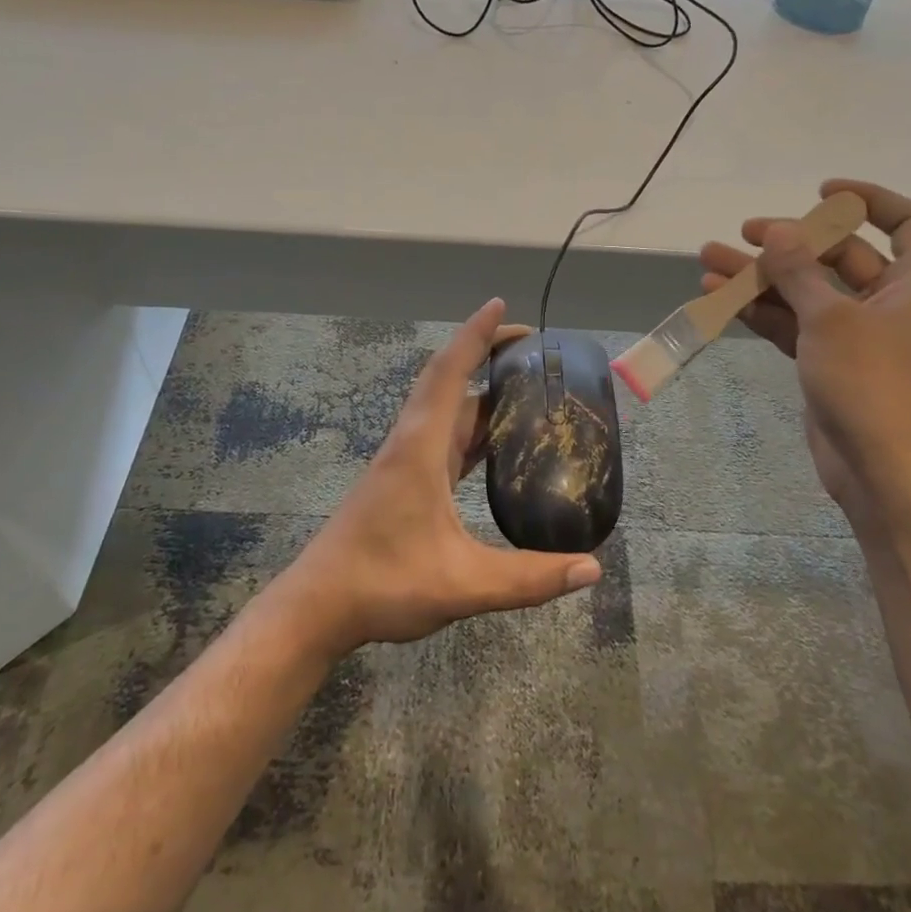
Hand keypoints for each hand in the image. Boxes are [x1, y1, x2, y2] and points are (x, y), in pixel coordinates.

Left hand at [281, 299, 602, 657]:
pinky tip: (496, 440)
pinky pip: (444, 435)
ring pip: (446, 408)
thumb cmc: (384, 583)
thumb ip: (528, 578)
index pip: (450, 372)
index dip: (475, 335)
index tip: (500, 306)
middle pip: (448, 379)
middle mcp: (412, 441)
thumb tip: (592, 568)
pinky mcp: (404, 479)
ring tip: (524, 384)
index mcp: (421, 446)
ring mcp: (405, 460)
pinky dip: (471, 424)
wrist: (318, 606)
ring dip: (479, 389)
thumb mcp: (462, 584)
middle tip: (531, 347)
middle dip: (484, 353)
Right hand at [699, 180, 910, 516]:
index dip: (869, 199)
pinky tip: (719, 296)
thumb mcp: (830, 318)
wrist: (880, 472)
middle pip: (838, 255)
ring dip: (760, 275)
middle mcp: (888, 301)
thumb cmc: (870, 384)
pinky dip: (760, 309)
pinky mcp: (827, 360)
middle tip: (744, 232)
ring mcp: (855, 333)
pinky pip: (792, 321)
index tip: (823, 192)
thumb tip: (776, 229)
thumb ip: (799, 270)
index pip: (906, 222)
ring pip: (804, 289)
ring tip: (708, 259)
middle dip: (788, 242)